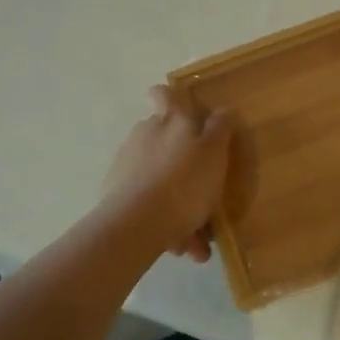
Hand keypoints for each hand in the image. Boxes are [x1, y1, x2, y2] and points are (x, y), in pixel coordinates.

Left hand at [98, 86, 233, 261]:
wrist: (134, 226)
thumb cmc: (184, 183)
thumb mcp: (214, 153)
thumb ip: (220, 128)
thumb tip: (223, 109)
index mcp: (170, 121)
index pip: (164, 94)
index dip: (171, 97)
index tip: (184, 112)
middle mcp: (145, 135)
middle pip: (164, 140)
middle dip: (184, 164)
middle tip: (205, 191)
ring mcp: (126, 164)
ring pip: (160, 179)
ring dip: (178, 201)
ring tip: (197, 237)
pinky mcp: (115, 194)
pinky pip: (148, 204)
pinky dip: (164, 220)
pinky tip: (179, 245)